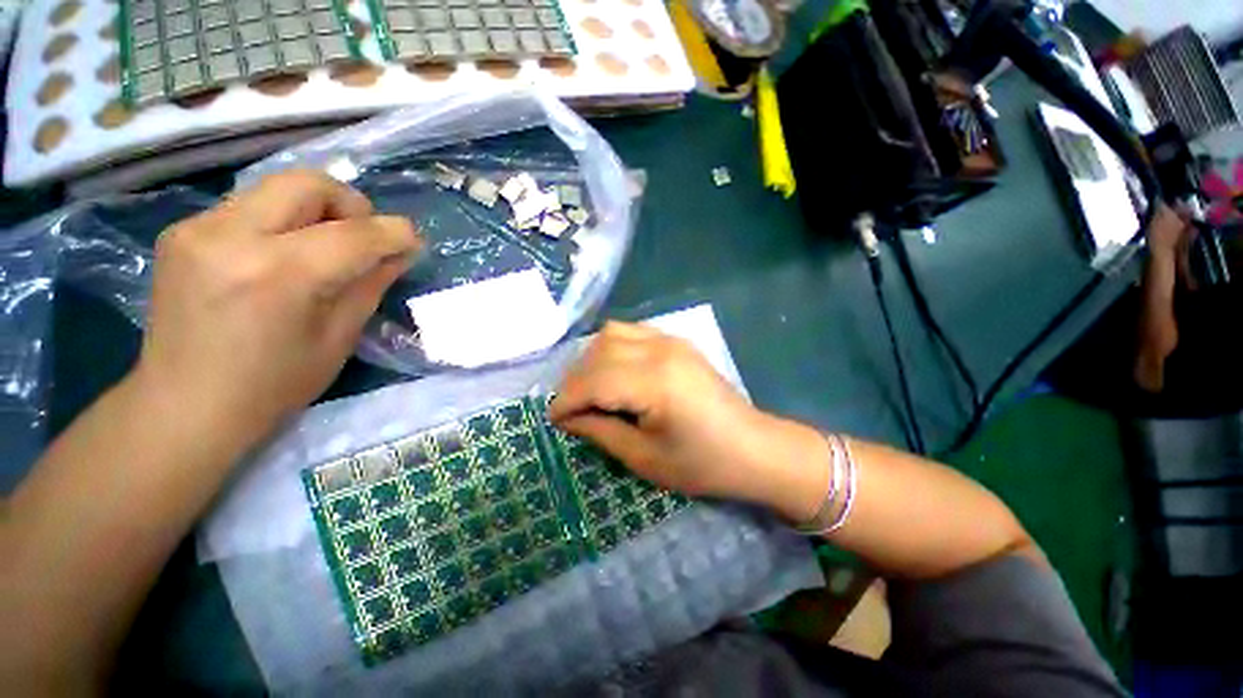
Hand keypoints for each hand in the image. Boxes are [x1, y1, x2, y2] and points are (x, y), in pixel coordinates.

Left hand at [130, 170, 421, 452]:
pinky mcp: (182, 231)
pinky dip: (282, 222)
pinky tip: (282, 257)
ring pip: (277, 188)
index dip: (394, 232)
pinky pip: (250, 206)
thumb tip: (400, 252)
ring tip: (324, 249)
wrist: (183, 406)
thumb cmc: (273, 385)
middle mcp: (231, 236)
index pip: (353, 233)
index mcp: (278, 275)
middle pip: (308, 183)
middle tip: (363, 238)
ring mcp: (198, 228)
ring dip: (316, 211)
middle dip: (351, 205)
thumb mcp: (339, 337)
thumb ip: (371, 284)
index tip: (413, 241)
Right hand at [549, 322, 828, 519]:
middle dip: (575, 379)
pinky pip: (632, 331)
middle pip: (598, 351)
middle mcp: (660, 349)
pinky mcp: (676, 341)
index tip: (553, 419)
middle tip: (571, 408)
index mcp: (654, 381)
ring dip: (592, 359)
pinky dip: (612, 347)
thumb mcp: (644, 457)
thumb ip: (600, 430)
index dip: (566, 399)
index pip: (593, 380)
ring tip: (589, 388)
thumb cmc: (702, 463)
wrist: (753, 448)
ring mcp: (670, 340)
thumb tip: (567, 417)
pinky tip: (614, 371)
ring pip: (612, 333)